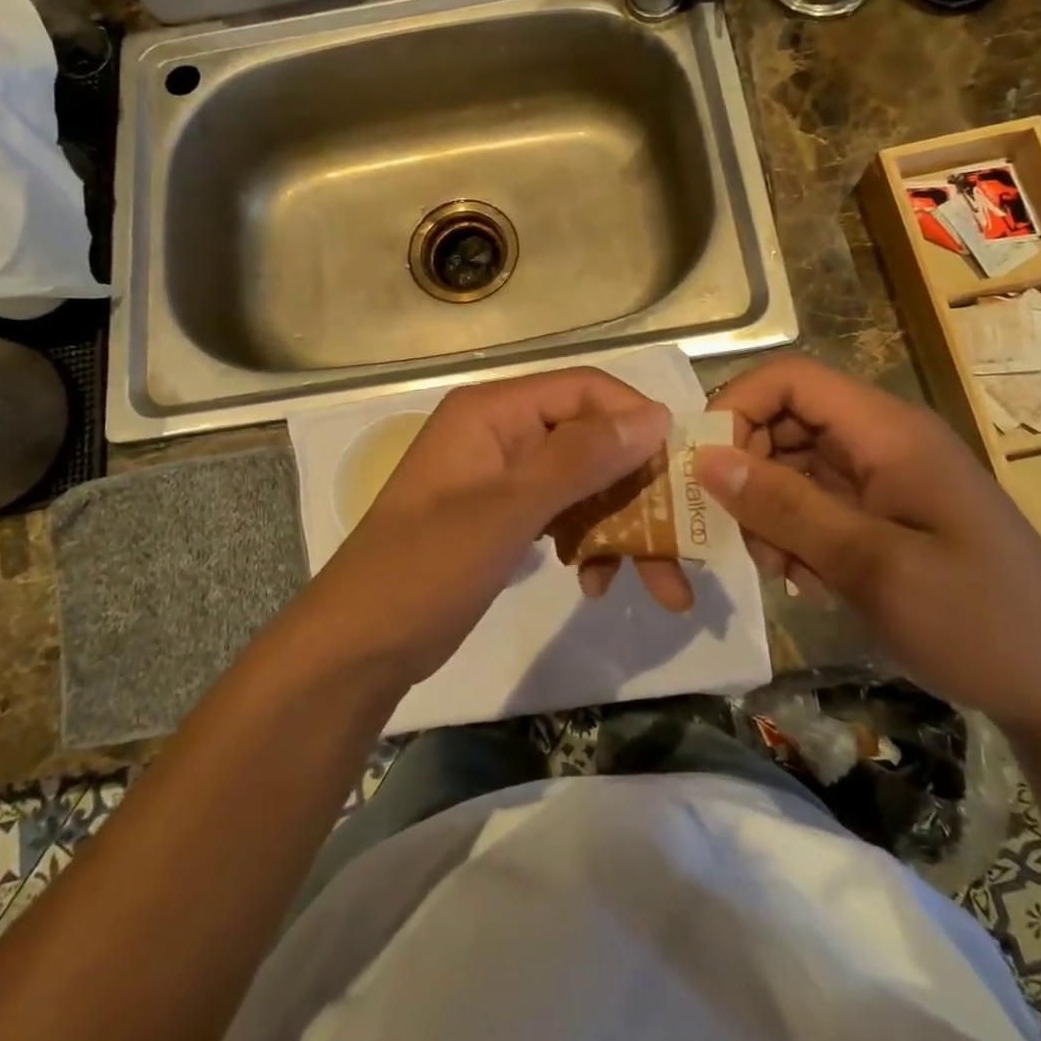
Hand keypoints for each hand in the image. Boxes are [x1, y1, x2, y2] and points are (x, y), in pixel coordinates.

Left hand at [301, 368, 691, 690]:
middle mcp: (500, 433)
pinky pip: (562, 515)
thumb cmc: (423, 570)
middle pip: (589, 441)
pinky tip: (594, 584)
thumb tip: (655, 415)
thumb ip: (580, 459)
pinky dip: (587, 545)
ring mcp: (501, 478)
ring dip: (622, 528)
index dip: (636, 421)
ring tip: (658, 586)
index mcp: (492, 412)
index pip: (583, 390)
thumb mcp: (506, 510)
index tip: (684, 468)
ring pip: (583, 484)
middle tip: (682, 545)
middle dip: (638, 492)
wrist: (356, 650)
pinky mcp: (503, 518)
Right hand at [700, 356, 1040, 733]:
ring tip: (782, 571)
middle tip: (739, 535)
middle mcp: (880, 441)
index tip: (702, 466)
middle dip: (747, 472)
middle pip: (782, 421)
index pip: (789, 378)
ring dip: (768, 513)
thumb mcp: (874, 566)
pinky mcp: (878, 514)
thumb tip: (706, 459)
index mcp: (887, 430)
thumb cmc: (980, 621)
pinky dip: (793, 536)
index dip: (736, 406)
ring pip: (789, 466)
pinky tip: (808, 582)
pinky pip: (811, 504)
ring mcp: (880, 478)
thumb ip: (787, 508)